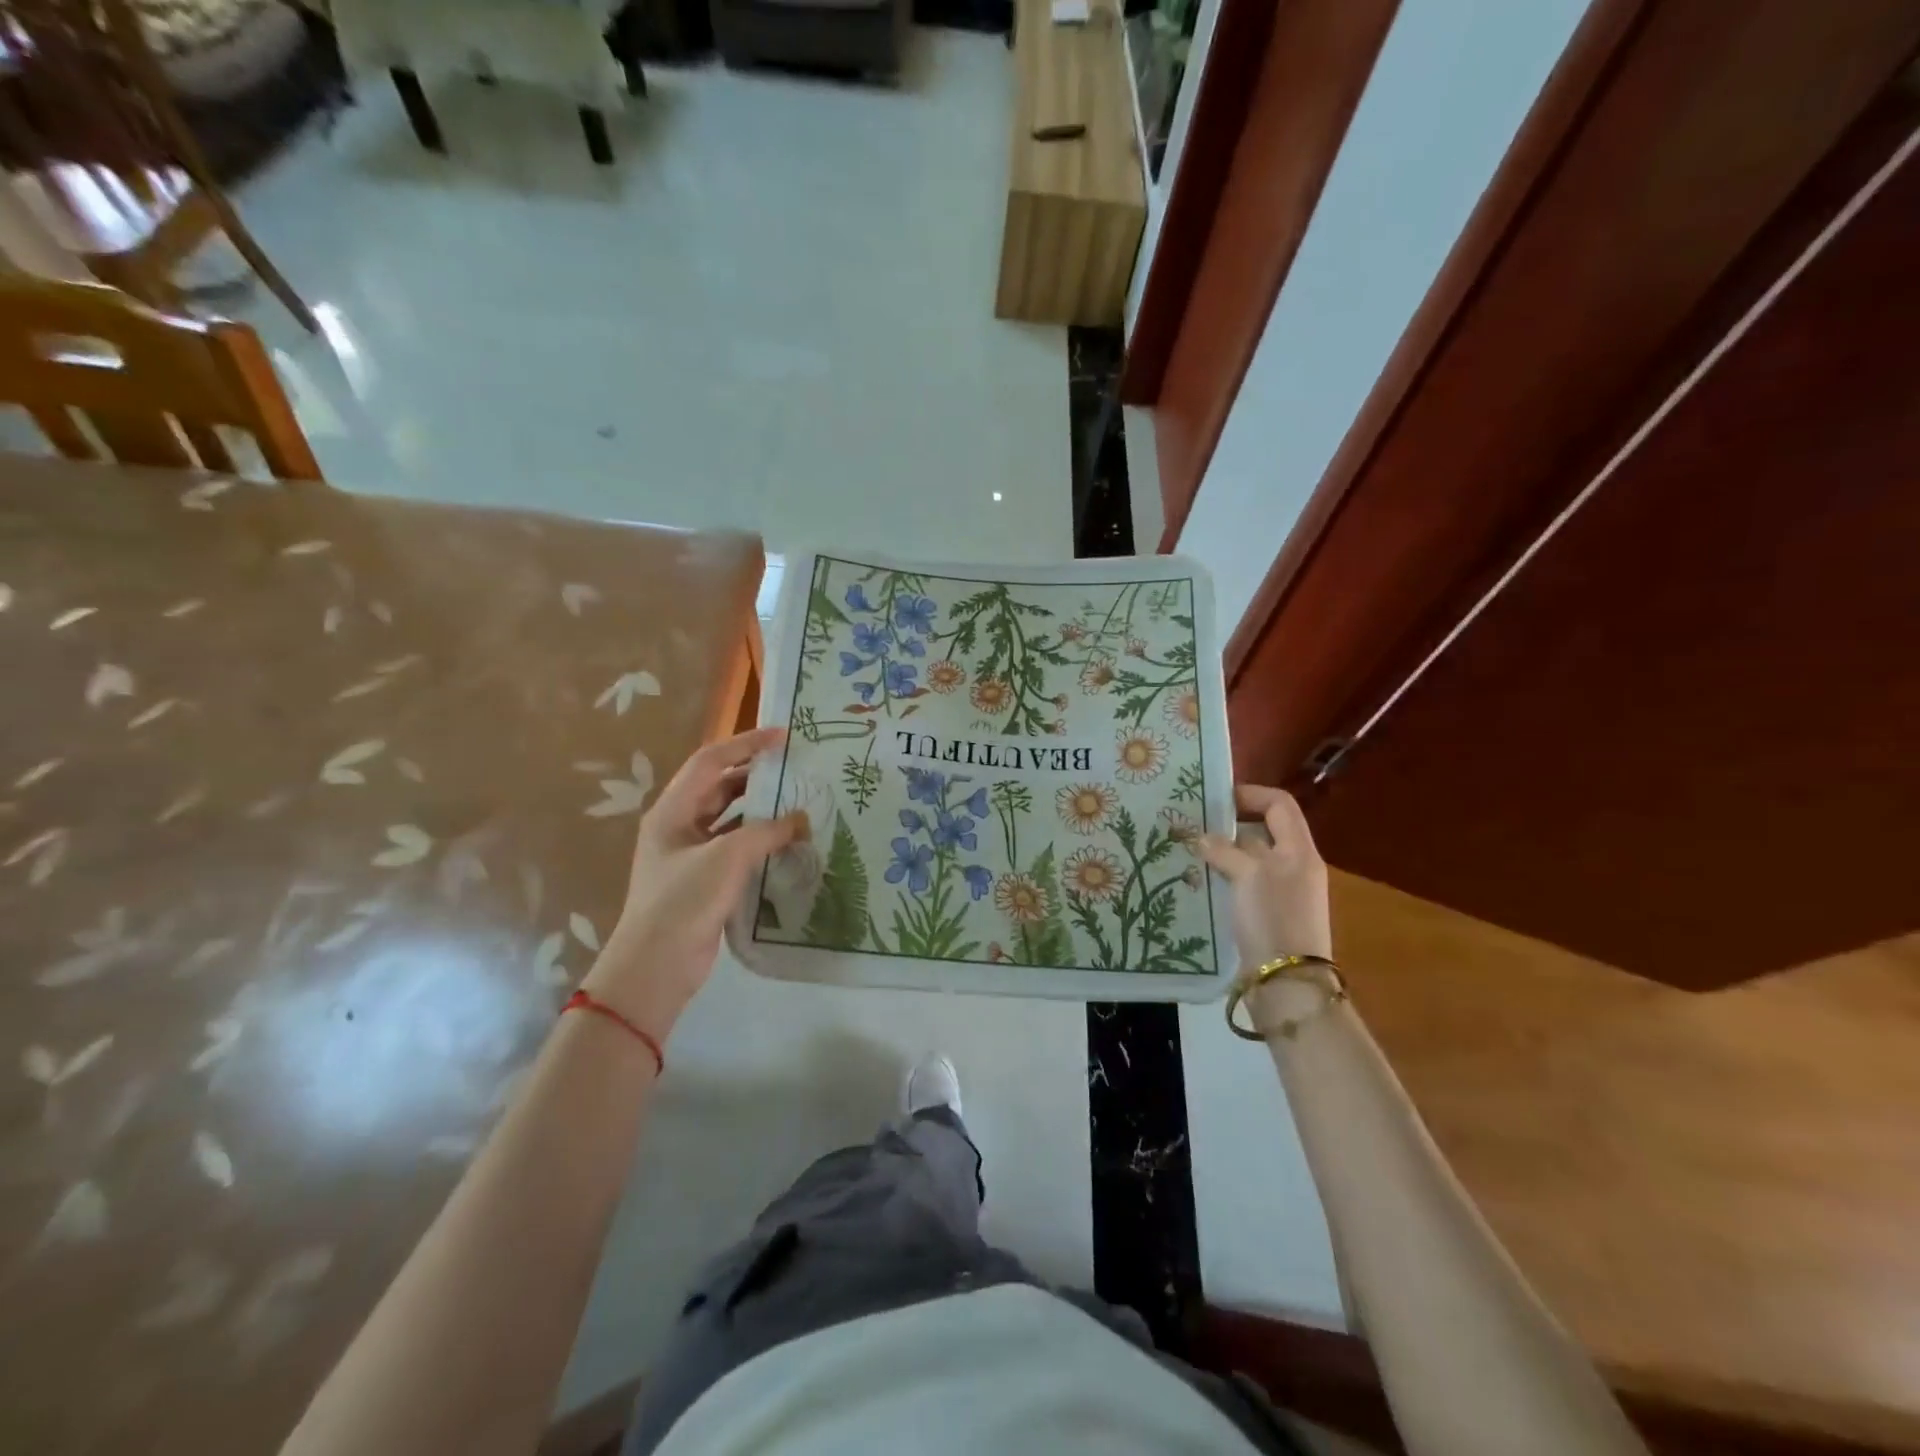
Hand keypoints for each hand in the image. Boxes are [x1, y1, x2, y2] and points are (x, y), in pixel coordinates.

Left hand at [583, 726, 807, 1039]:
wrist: (656, 966)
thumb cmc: (684, 901)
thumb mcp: (727, 857)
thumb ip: (767, 831)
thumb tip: (802, 820)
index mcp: (672, 810)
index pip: (711, 761)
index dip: (747, 743)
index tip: (784, 737)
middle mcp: (679, 826)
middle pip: (720, 787)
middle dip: (756, 775)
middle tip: (795, 769)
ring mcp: (691, 854)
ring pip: (730, 818)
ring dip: (761, 809)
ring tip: (799, 802)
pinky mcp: (705, 880)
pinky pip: (736, 848)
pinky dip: (761, 841)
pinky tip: (788, 843)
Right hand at [1195, 785, 1332, 966]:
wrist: (1286, 983)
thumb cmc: (1272, 918)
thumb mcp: (1248, 875)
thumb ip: (1225, 850)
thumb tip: (1203, 838)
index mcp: (1299, 850)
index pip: (1280, 805)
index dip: (1250, 795)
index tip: (1216, 799)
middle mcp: (1294, 867)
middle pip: (1262, 831)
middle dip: (1228, 826)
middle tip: (1193, 826)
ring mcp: (1281, 893)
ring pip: (1249, 860)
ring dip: (1221, 854)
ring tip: (1188, 853)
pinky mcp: (1266, 915)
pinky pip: (1242, 884)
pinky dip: (1222, 879)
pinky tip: (1198, 882)